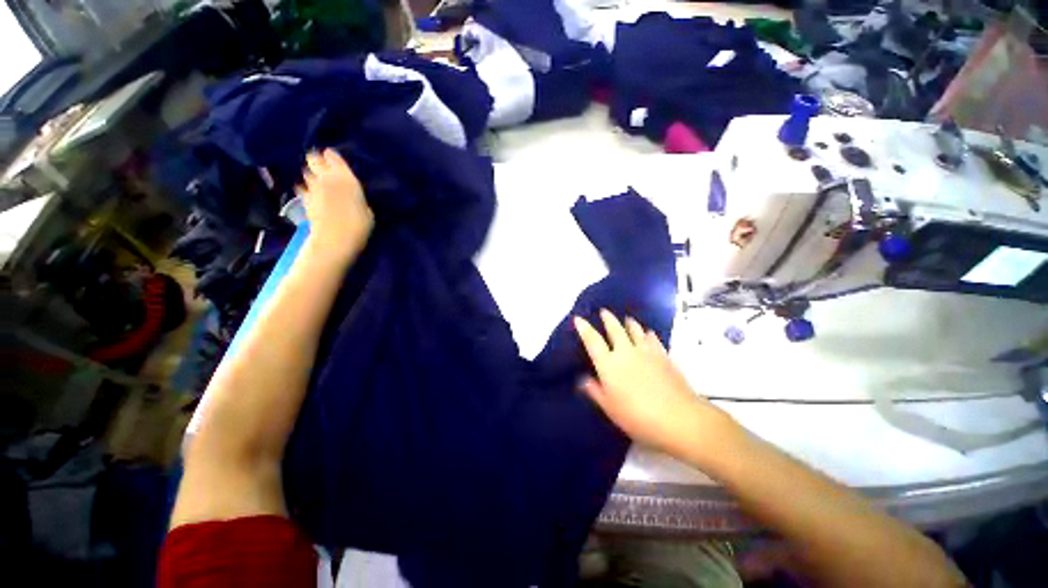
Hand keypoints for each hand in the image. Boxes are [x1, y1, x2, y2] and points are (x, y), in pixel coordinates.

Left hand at [299, 148, 373, 260]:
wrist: (336, 239)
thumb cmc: (359, 225)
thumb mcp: (367, 209)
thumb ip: (356, 196)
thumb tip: (352, 194)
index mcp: (345, 177)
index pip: (333, 157)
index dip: (332, 156)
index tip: (334, 159)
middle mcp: (325, 177)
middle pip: (313, 159)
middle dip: (316, 160)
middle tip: (323, 166)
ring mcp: (312, 188)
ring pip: (306, 172)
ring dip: (311, 175)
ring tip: (317, 181)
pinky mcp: (304, 199)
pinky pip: (302, 188)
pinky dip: (305, 189)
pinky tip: (311, 195)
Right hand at [574, 310, 737, 459]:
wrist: (678, 418)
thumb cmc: (637, 416)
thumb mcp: (610, 408)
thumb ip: (595, 391)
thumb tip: (582, 379)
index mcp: (608, 364)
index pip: (592, 340)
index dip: (584, 328)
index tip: (578, 318)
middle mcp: (625, 352)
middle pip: (614, 329)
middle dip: (608, 319)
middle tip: (604, 312)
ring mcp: (646, 351)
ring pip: (635, 329)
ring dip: (629, 323)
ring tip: (627, 319)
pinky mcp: (663, 355)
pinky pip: (653, 338)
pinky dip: (648, 334)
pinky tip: (648, 333)